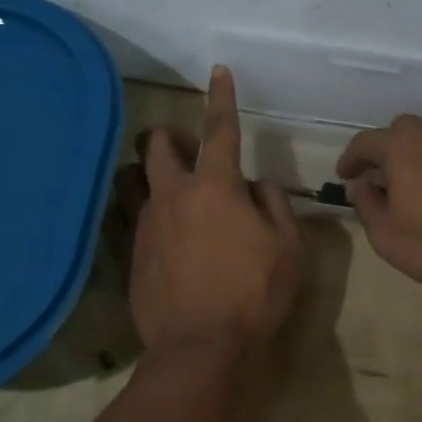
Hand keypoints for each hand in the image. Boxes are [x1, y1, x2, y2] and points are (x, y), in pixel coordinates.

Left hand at [129, 66, 303, 355]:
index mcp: (216, 187)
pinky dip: (160, 219)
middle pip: (159, 145)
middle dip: (174, 137)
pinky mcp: (133, 253)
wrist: (199, 350)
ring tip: (190, 208)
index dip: (221, 97)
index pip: (220, 129)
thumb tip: (256, 185)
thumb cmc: (254, 294)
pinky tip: (178, 247)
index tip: (218, 71)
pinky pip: (142, 220)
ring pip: (145, 182)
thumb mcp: (288, 247)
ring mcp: (147, 225)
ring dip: (165, 180)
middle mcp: (174, 196)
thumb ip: (273, 203)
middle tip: (197, 155)